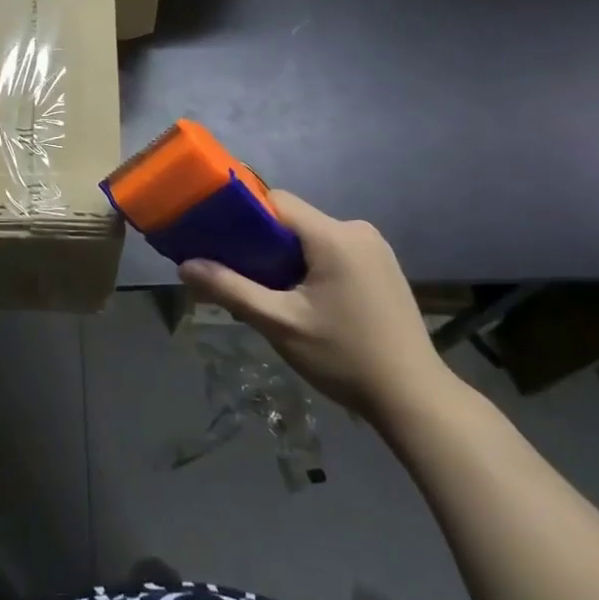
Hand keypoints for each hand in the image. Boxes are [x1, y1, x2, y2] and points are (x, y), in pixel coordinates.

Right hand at [180, 193, 462, 427]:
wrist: (414, 398)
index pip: (276, 202)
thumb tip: (185, 265)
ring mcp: (375, 248)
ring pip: (313, 238)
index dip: (243, 216)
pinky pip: (333, 252)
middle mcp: (357, 230)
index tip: (219, 240)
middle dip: (264, 244)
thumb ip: (231, 289)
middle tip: (240, 278)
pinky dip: (311, 267)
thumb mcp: (280, 324)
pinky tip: (304, 302)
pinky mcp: (383, 267)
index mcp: (334, 236)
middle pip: (294, 221)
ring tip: (270, 296)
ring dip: (287, 259)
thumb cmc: (344, 357)